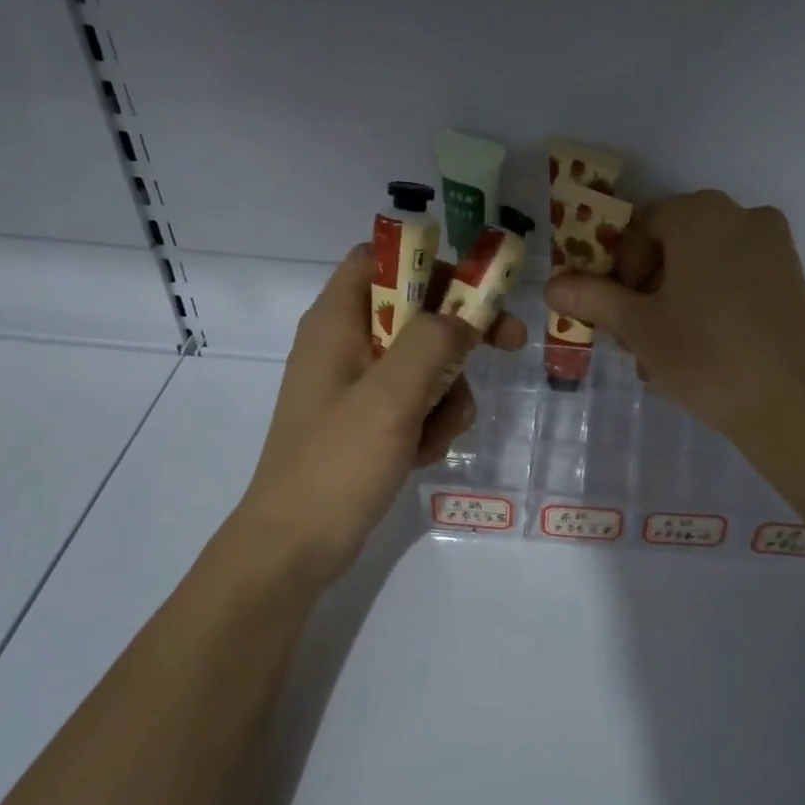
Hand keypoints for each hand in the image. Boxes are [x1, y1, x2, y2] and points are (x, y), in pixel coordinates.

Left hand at [233, 245, 526, 585]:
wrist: (295, 546)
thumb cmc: (337, 464)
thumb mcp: (391, 397)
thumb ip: (432, 341)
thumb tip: (465, 314)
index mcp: (337, 321)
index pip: (381, 258)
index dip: (430, 263)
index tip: (476, 289)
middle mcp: (345, 344)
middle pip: (416, 312)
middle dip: (457, 339)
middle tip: (508, 347)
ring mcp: (356, 386)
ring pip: (425, 364)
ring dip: (446, 395)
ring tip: (432, 437)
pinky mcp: (367, 422)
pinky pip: (415, 404)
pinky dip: (428, 425)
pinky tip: (419, 457)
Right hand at [543, 190, 804, 440]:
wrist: (794, 402)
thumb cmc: (705, 354)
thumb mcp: (638, 327)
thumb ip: (592, 298)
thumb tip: (552, 285)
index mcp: (700, 214)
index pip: (640, 228)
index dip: (618, 270)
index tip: (616, 314)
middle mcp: (742, 216)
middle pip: (674, 246)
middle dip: (647, 290)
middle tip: (637, 338)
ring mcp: (775, 247)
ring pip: (705, 267)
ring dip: (676, 303)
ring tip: (667, 355)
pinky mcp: (793, 279)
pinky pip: (737, 281)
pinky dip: (712, 306)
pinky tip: (705, 352)